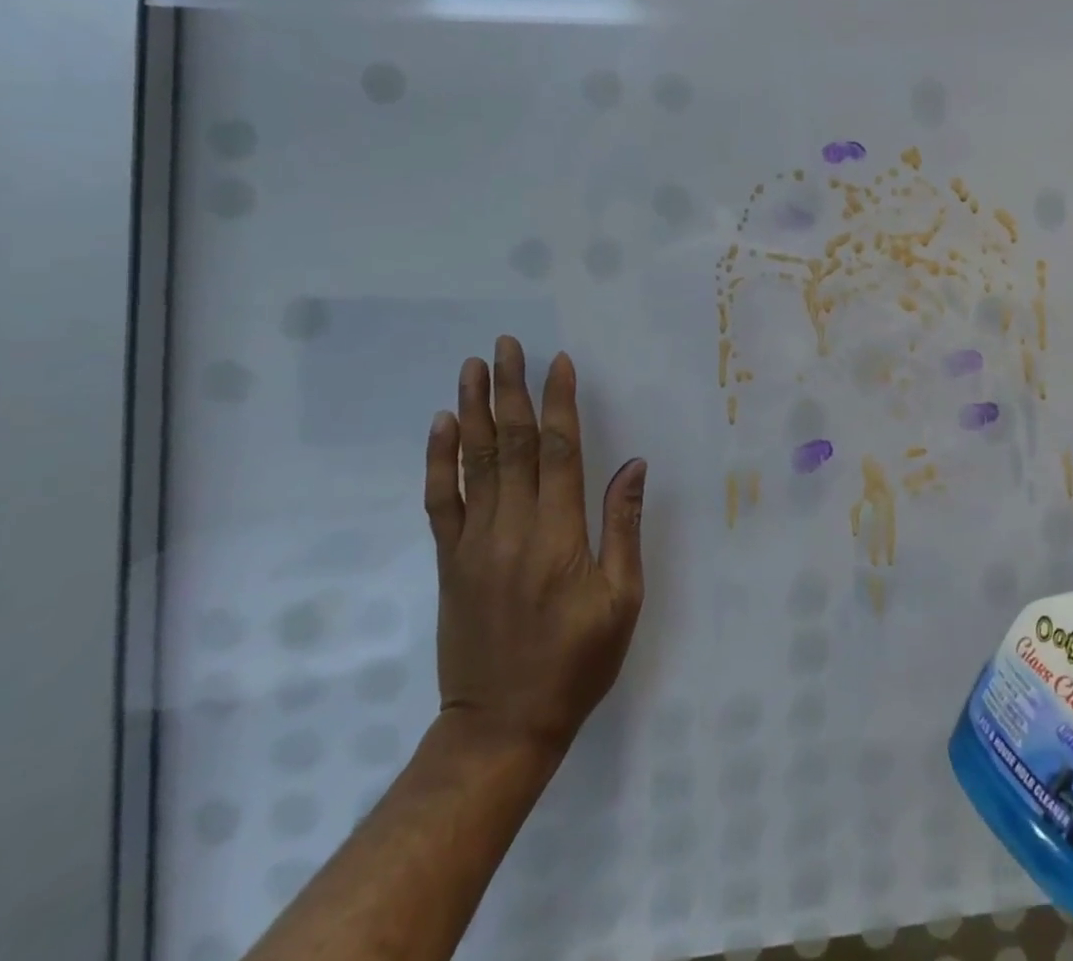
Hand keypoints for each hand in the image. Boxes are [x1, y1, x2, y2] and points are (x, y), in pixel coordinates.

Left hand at [424, 336, 647, 757]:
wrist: (500, 727)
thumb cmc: (575, 663)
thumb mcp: (621, 601)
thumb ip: (623, 527)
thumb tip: (632, 465)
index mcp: (557, 535)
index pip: (559, 451)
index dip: (560, 402)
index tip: (559, 362)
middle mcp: (512, 527)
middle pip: (513, 443)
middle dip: (512, 389)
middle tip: (507, 345)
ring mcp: (474, 543)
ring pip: (474, 462)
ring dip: (475, 410)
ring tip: (473, 367)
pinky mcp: (450, 561)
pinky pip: (440, 501)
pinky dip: (440, 460)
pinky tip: (443, 426)